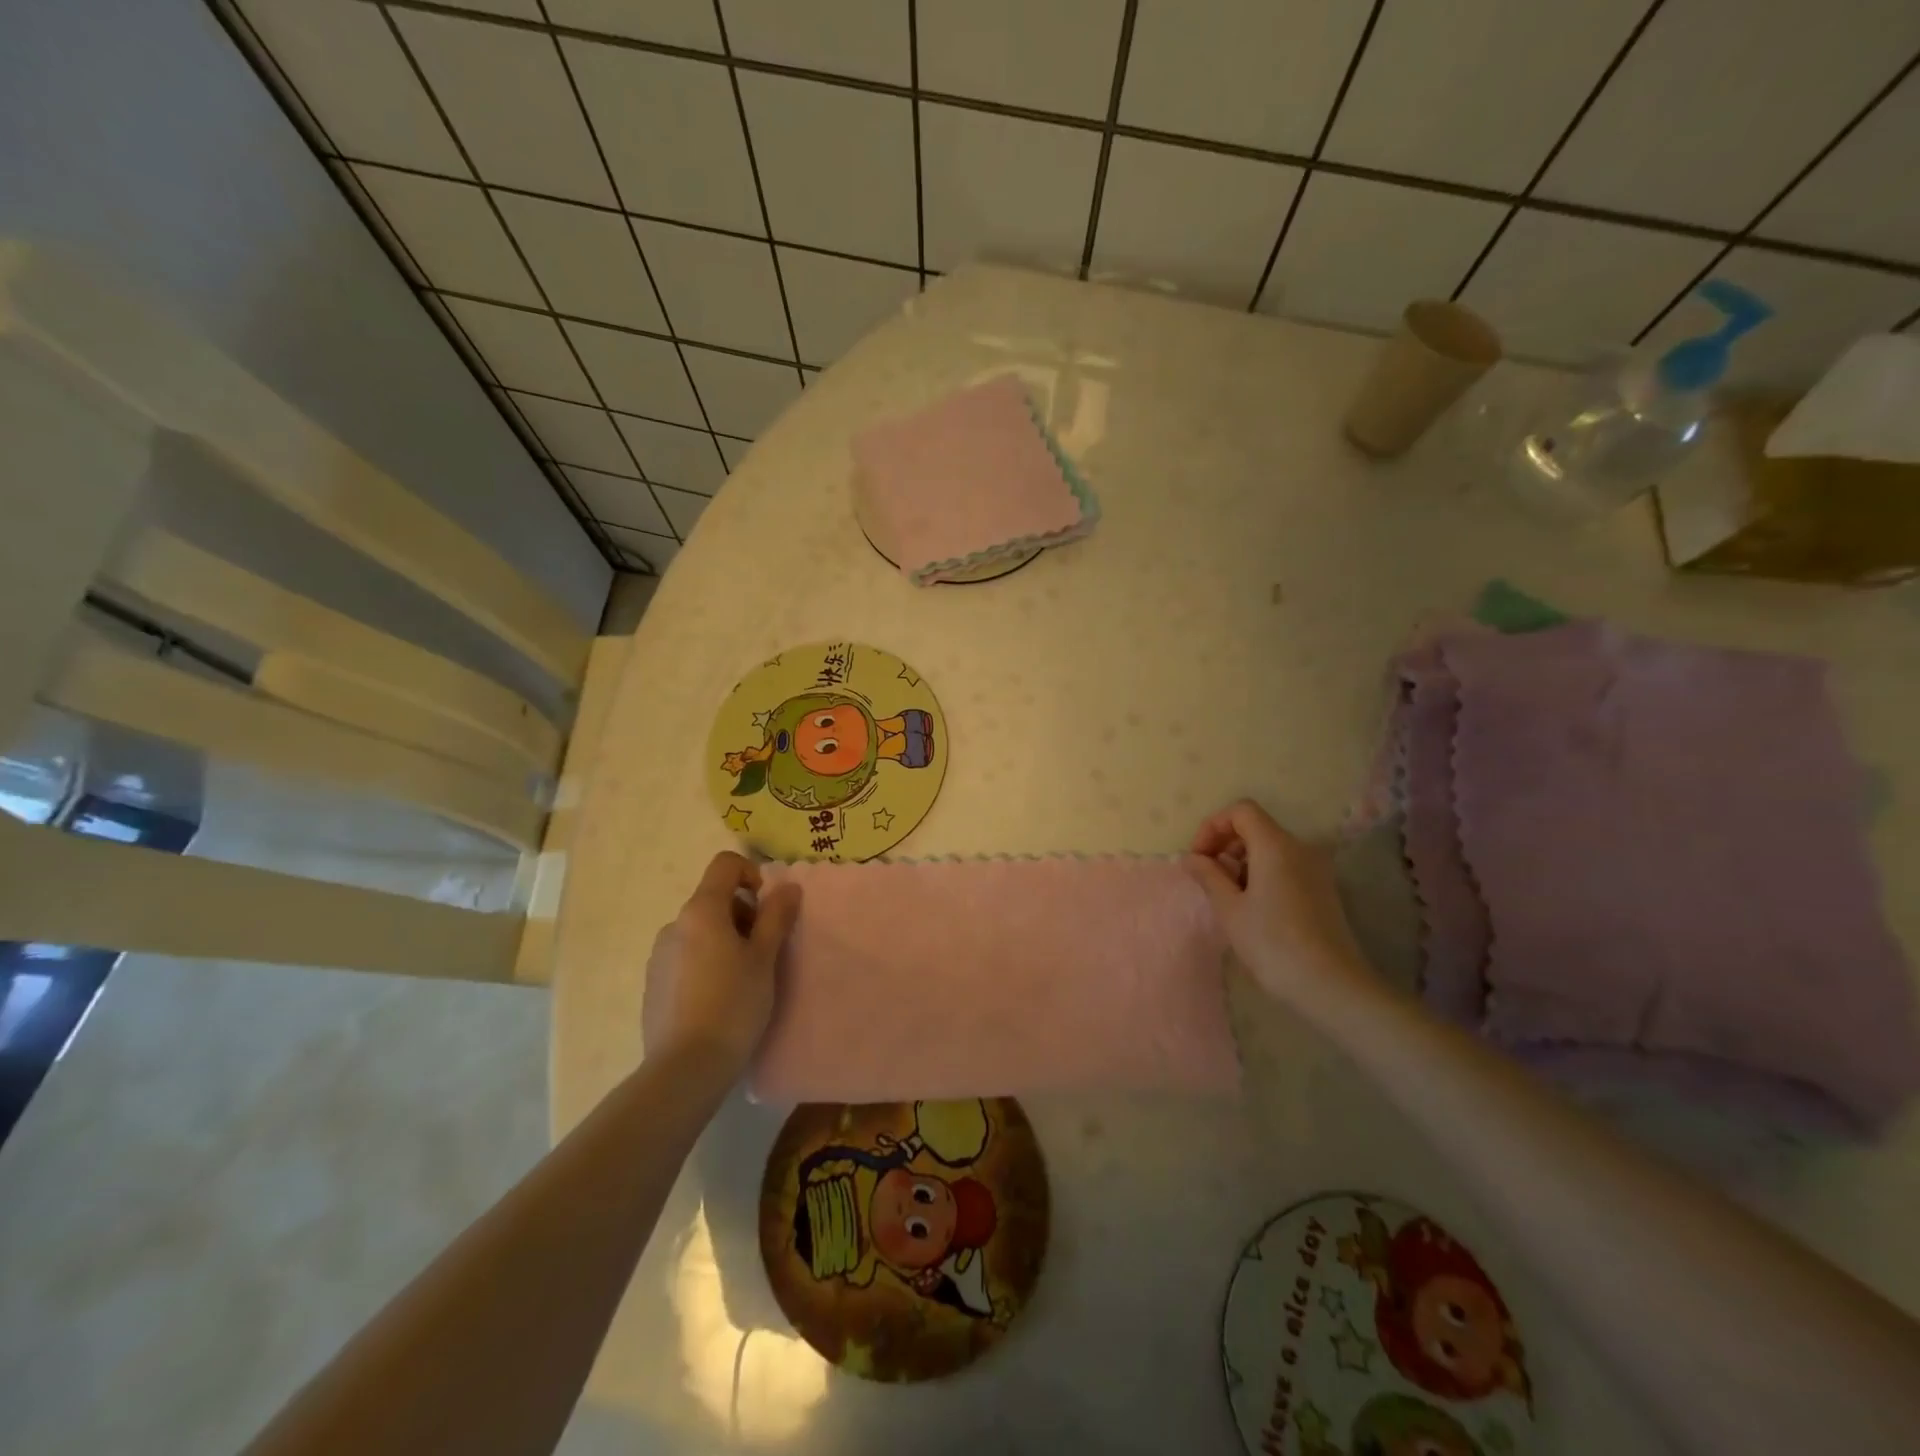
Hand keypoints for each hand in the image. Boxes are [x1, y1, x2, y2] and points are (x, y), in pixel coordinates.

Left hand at [641, 852, 801, 1075]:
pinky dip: (706, 963)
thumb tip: (788, 887)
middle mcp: (674, 925)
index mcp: (701, 911)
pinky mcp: (653, 984)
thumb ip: (776, 917)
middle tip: (763, 952)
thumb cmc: (733, 1004)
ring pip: (700, 930)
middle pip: (714, 899)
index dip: (752, 874)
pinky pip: (686, 957)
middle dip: (743, 914)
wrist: (685, 1068)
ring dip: (725, 940)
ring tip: (742, 979)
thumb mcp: (764, 958)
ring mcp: (659, 955)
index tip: (768, 908)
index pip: (725, 865)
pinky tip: (718, 999)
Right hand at [1184, 800, 1373, 1008]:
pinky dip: (1262, 873)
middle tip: (1207, 877)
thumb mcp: (1230, 909)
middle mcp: (1300, 848)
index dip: (1213, 826)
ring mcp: (1316, 869)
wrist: (1332, 986)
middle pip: (1256, 827)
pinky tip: (1253, 907)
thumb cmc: (1273, 944)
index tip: (1198, 858)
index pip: (1241, 811)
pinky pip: (1285, 866)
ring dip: (1242, 861)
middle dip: (1225, 844)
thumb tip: (1191, 857)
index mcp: (1276, 846)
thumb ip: (1208, 876)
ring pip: (1270, 847)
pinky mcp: (1323, 889)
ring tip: (1227, 896)